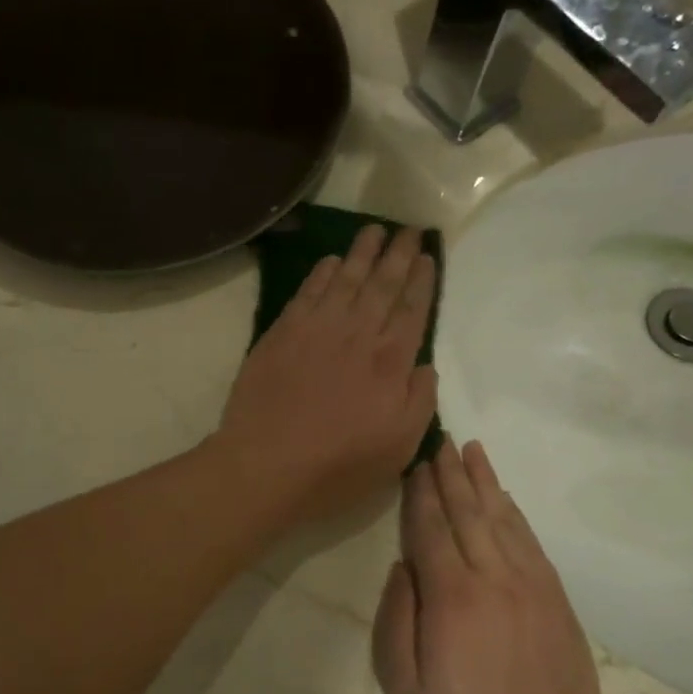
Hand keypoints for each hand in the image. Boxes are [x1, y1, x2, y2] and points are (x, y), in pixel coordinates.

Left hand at [214, 224, 437, 522]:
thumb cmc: (338, 464)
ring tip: (374, 230)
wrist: (266, 462)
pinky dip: (321, 273)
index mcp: (389, 362)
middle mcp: (356, 334)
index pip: (411, 310)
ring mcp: (316, 329)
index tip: (426, 257)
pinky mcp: (282, 333)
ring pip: (345, 280)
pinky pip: (307, 292)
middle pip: (382, 285)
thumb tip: (426, 366)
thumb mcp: (399, 447)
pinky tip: (331, 261)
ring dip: (362, 253)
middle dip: (397, 255)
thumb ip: (420, 401)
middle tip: (408, 229)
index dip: (420, 281)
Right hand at [372, 437, 605, 693]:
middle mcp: (493, 579)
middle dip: (450, 474)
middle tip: (440, 440)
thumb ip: (395, 619)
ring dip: (484, 482)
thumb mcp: (403, 687)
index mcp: (452, 598)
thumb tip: (401, 566)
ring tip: (471, 450)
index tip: (415, 462)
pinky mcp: (557, 601)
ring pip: (503, 519)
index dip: (421, 492)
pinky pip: (532, 543)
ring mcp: (532, 587)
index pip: (431, 529)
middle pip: (468, 513)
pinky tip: (505, 498)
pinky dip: (515, 514)